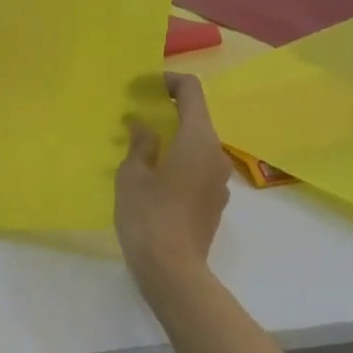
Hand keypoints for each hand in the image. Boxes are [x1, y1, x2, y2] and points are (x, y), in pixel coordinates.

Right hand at [116, 72, 231, 287]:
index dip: (170, 81)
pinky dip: (180, 160)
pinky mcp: (215, 202)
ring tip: (142, 147)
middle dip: (169, 110)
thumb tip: (143, 127)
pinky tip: (155, 178)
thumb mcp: (132, 175)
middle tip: (137, 115)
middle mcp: (216, 154)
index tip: (145, 86)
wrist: (173, 271)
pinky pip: (199, 168)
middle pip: (197, 117)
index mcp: (198, 139)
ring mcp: (220, 180)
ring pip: (198, 144)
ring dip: (174, 138)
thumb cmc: (148, 215)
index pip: (192, 91)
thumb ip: (140, 144)